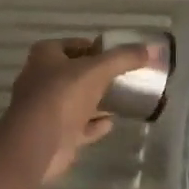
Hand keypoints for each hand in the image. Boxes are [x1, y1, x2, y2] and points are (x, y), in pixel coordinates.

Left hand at [0, 37, 159, 181]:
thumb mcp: (99, 69)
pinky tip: (111, 122)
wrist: (37, 143)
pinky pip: (78, 126)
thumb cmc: (63, 95)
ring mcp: (45, 109)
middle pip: (73, 73)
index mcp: (45, 57)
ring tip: (122, 98)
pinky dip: (93, 124)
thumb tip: (151, 49)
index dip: (93, 47)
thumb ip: (124, 58)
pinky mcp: (53, 134)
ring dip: (96, 101)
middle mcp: (40, 80)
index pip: (71, 44)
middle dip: (96, 75)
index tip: (115, 54)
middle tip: (122, 76)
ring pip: (75, 100)